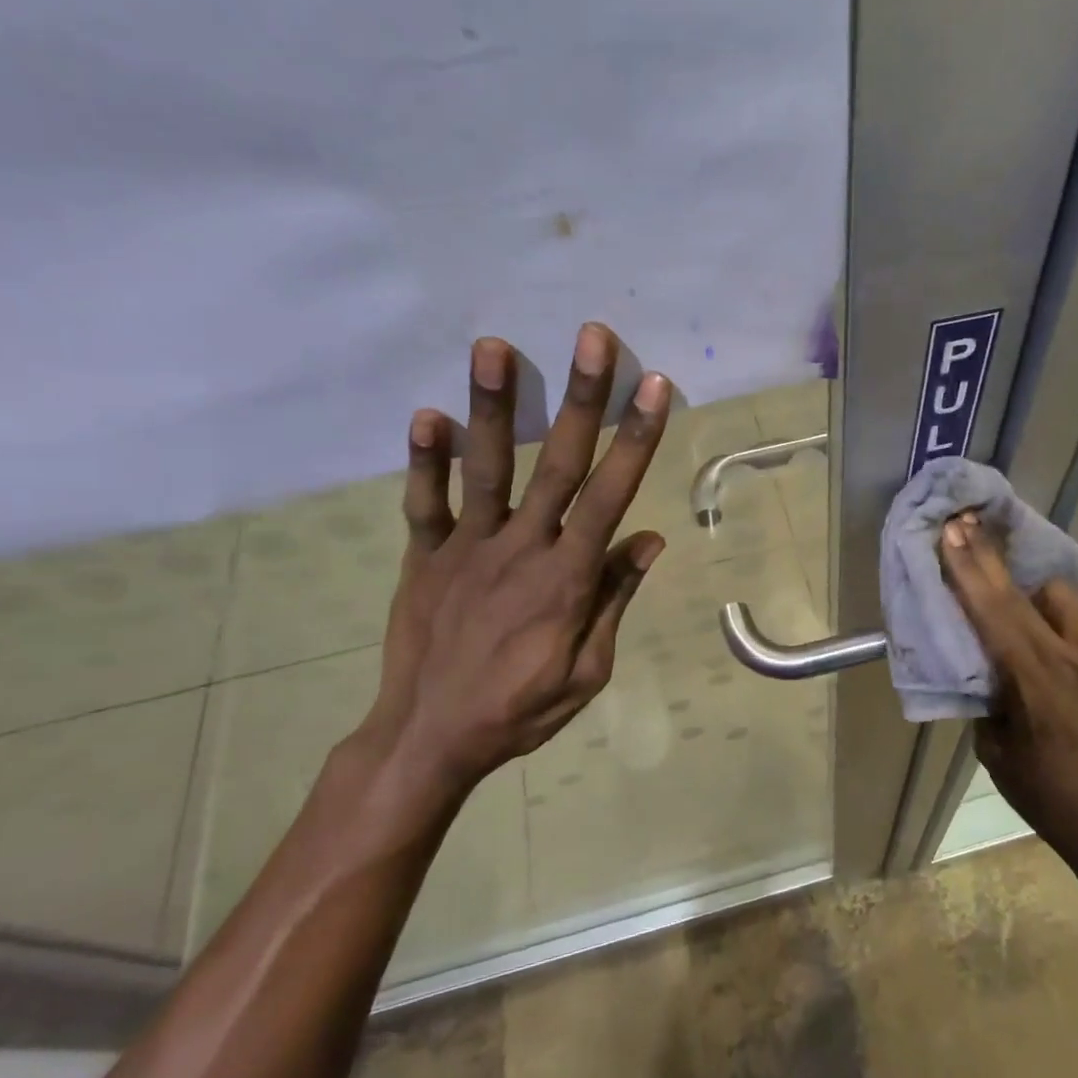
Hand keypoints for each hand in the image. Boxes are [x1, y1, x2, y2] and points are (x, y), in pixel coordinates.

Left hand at [364, 322, 669, 798]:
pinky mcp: (424, 556)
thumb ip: (615, 598)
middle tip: (592, 338)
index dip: (636, 438)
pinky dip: (424, 460)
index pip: (611, 495)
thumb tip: (649, 538)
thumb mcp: (588, 669)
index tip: (653, 387)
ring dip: (492, 405)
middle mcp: (521, 548)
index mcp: (568, 577)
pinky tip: (426, 413)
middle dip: (580, 398)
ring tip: (494, 346)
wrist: (428, 739)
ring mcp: (467, 548)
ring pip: (486, 467)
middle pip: (557, 463)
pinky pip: (424, 503)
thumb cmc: (520, 709)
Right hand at [937, 513, 1077, 858]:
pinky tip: (1049, 641)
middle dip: (989, 557)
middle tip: (967, 523)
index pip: (994, 613)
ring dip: (1031, 593)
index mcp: (1035, 683)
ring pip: (1060, 598)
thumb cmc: (1042, 793)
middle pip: (1022, 594)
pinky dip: (1057, 621)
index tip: (953, 532)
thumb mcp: (994, 748)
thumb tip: (984, 660)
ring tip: (1014, 603)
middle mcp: (1073, 661)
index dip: (969, 570)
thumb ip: (989, 694)